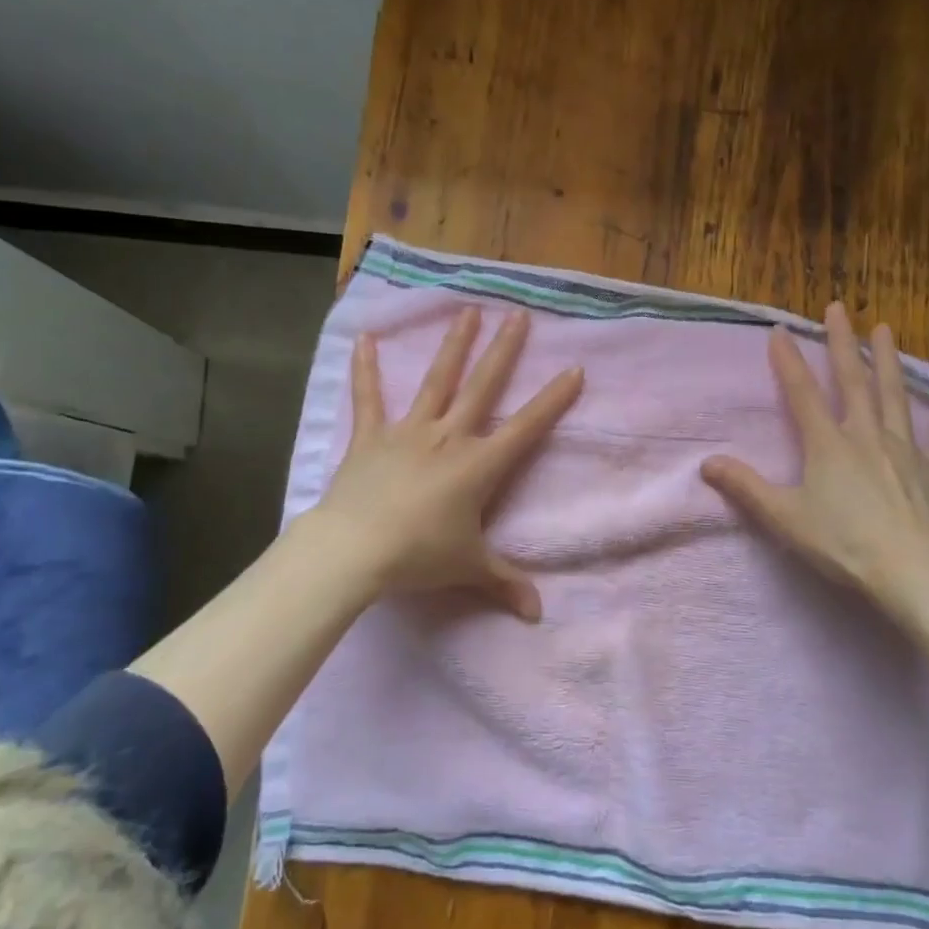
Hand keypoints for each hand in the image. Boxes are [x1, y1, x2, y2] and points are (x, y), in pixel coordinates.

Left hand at [307, 306, 582, 620]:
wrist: (354, 550)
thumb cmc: (418, 556)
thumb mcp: (468, 569)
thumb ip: (505, 584)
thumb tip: (537, 616)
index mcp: (479, 465)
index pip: (527, 427)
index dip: (553, 399)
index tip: (574, 369)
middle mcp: (449, 437)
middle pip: (483, 387)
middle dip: (504, 351)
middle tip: (519, 317)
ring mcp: (409, 432)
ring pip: (436, 380)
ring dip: (453, 345)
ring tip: (467, 312)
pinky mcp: (371, 436)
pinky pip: (369, 398)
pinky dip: (365, 369)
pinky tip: (363, 337)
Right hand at [701, 302, 928, 614]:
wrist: (912, 570)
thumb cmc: (843, 543)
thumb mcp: (784, 517)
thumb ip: (746, 488)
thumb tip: (707, 463)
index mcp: (828, 444)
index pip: (802, 393)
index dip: (788, 361)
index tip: (780, 330)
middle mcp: (866, 435)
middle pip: (853, 381)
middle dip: (843, 343)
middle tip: (839, 309)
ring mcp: (904, 451)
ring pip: (895, 397)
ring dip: (889, 362)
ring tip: (886, 331)